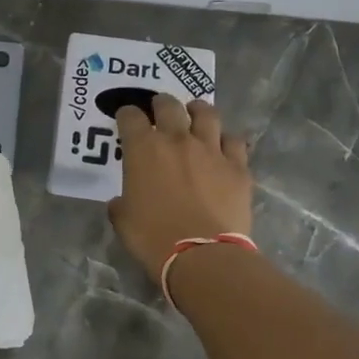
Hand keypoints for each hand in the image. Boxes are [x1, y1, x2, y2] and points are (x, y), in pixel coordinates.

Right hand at [108, 95, 253, 278]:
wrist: (202, 255)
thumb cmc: (153, 237)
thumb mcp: (123, 221)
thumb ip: (121, 204)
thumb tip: (121, 202)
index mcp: (143, 149)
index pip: (130, 117)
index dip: (126, 115)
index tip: (126, 118)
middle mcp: (177, 140)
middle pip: (169, 106)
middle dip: (161, 103)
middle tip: (160, 109)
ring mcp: (211, 150)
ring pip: (207, 114)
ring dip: (197, 110)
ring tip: (195, 113)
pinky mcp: (237, 167)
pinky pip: (234, 141)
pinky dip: (226, 140)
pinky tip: (223, 146)